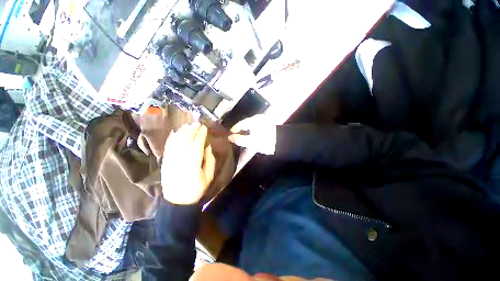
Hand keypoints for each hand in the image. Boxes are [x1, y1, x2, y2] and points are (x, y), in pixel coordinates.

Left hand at [161, 123, 215, 204]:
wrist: (177, 201)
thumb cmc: (196, 189)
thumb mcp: (208, 177)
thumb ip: (210, 161)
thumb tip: (208, 147)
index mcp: (193, 164)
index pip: (197, 145)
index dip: (201, 135)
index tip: (204, 127)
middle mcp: (181, 160)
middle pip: (186, 141)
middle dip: (192, 130)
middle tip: (197, 123)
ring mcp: (171, 160)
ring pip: (176, 142)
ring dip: (182, 132)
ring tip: (187, 125)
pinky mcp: (165, 161)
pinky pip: (168, 147)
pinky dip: (171, 138)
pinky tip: (174, 132)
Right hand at [228, 114, 276, 154]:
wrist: (283, 143)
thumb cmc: (266, 142)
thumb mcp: (252, 142)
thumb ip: (240, 139)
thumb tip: (230, 137)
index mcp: (254, 120)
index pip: (241, 123)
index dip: (235, 129)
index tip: (230, 133)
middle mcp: (258, 119)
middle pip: (246, 125)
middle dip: (240, 131)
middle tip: (235, 137)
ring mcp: (263, 123)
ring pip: (251, 128)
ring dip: (246, 133)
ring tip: (242, 139)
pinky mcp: (267, 127)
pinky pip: (256, 129)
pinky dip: (252, 134)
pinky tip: (250, 139)